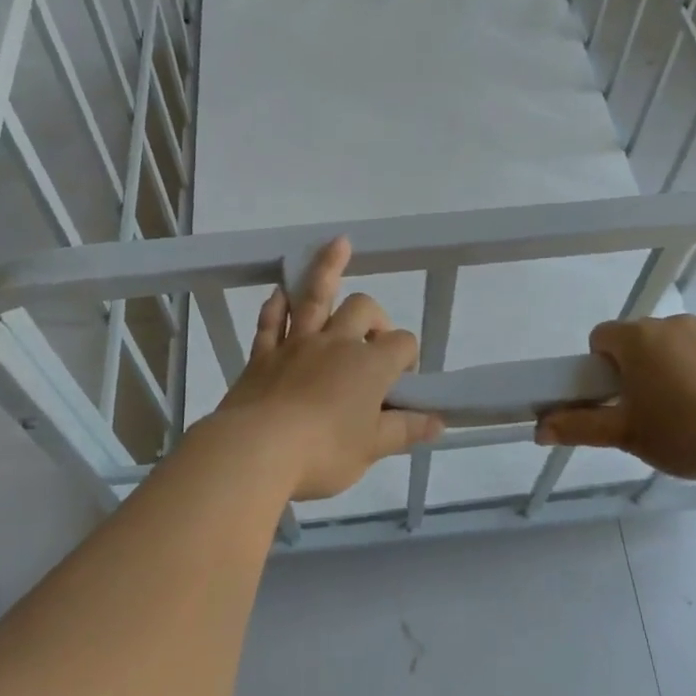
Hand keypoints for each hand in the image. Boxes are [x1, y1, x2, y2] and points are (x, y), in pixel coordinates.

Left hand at [208, 237, 443, 500]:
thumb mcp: (372, 448)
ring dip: (328, 267)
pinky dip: (277, 305)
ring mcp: (296, 343)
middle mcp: (336, 342)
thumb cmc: (323, 452)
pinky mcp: (263, 354)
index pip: (402, 344)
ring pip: (315, 296)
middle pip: (363, 308)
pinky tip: (279, 292)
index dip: (408, 357)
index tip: (402, 382)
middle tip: (373, 339)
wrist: (256, 450)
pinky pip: (271, 320)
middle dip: (375, 315)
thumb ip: (405, 430)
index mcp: (369, 365)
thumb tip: (439, 421)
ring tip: (339, 243)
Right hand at [535, 308, 695, 485]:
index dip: (606, 365)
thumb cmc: (684, 436)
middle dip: (645, 363)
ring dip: (680, 355)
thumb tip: (538, 428)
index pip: (603, 337)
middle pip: (643, 337)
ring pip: (681, 334)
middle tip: (658, 406)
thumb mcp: (626, 436)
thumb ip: (579, 426)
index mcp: (634, 340)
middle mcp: (667, 322)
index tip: (620, 395)